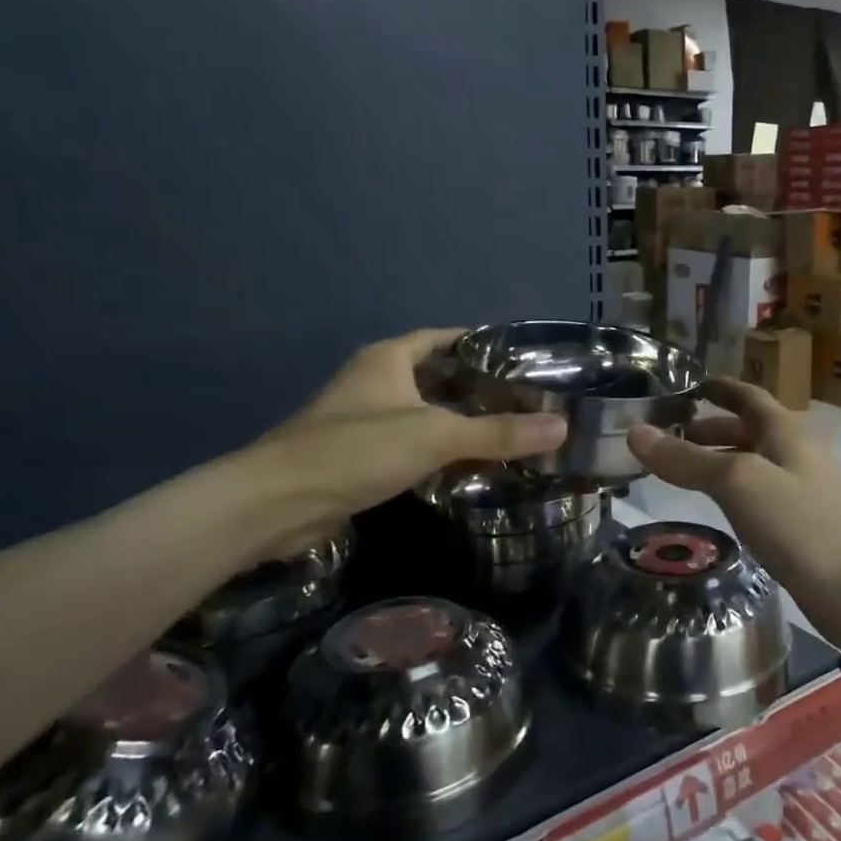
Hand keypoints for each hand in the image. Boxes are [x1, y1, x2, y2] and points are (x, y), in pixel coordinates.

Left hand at [240, 328, 565, 559]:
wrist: (278, 502)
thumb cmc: (357, 449)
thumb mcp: (435, 435)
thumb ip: (498, 433)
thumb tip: (562, 427)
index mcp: (390, 359)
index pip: (443, 338)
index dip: (479, 343)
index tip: (520, 356)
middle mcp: (376, 381)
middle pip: (436, 376)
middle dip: (476, 386)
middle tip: (524, 399)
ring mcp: (365, 419)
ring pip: (424, 412)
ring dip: (459, 421)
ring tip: (507, 430)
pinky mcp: (360, 456)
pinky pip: (411, 444)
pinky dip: (439, 451)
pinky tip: (468, 466)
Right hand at [628, 379, 840, 664]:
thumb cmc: (801, 524)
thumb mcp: (738, 482)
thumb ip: (687, 458)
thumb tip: (635, 432)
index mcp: (785, 431)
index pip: (747, 395)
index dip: (718, 387)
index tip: (685, 385)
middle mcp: (794, 455)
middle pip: (748, 430)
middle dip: (710, 428)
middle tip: (669, 434)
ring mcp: (799, 493)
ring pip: (751, 465)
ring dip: (717, 461)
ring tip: (679, 472)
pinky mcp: (799, 528)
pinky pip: (756, 497)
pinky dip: (730, 493)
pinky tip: (713, 511)